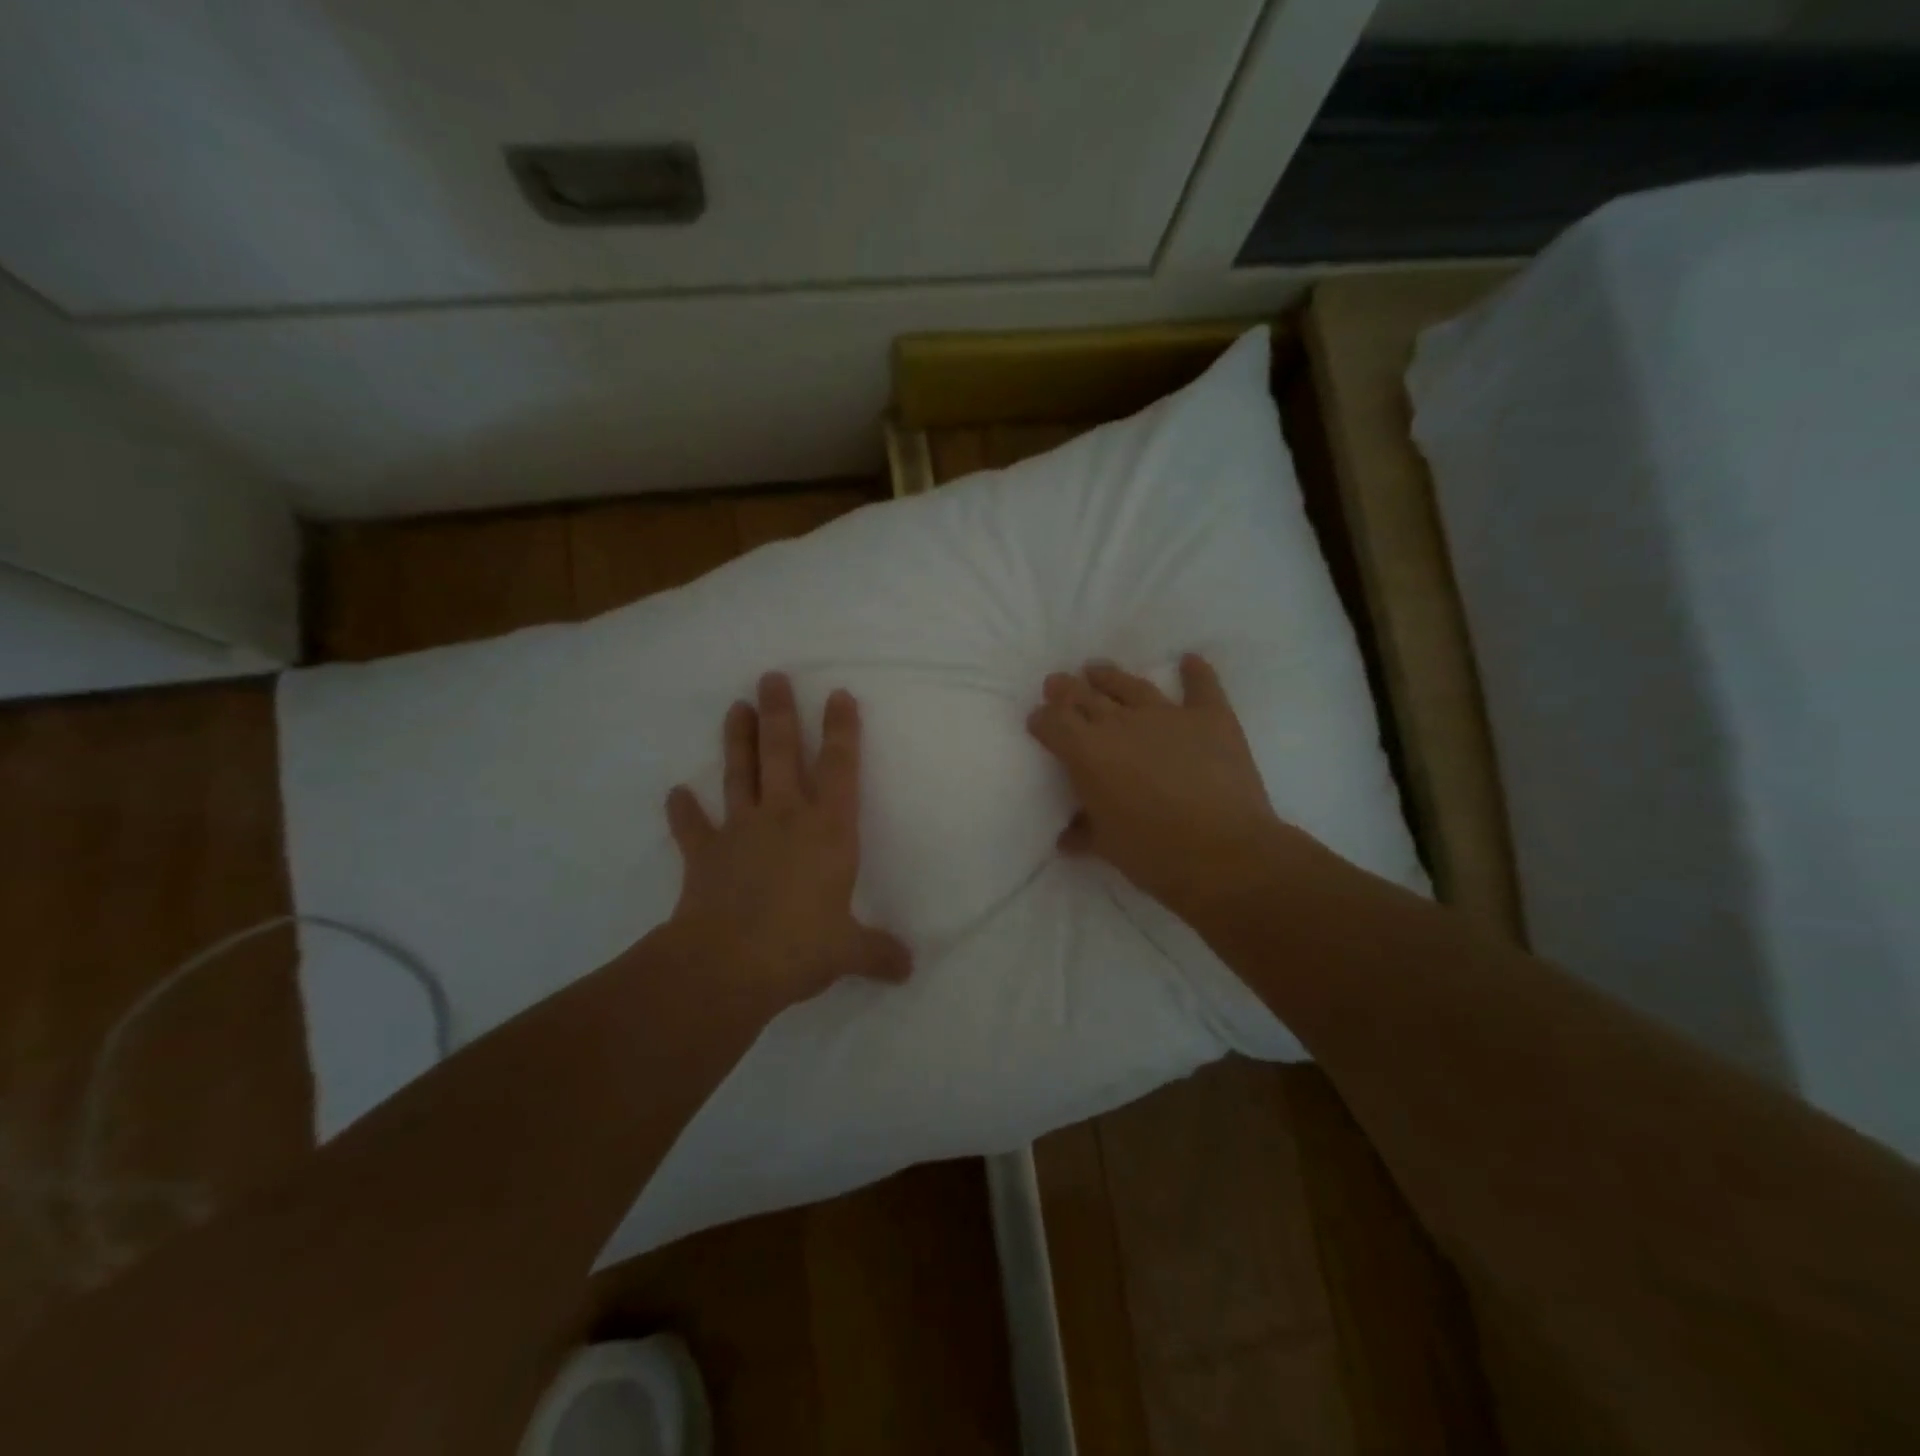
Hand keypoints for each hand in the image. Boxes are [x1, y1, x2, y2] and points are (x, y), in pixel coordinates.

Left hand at [665, 672, 910, 1011]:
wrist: (729, 963)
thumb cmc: (801, 946)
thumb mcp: (848, 951)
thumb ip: (878, 953)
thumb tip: (908, 968)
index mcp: (829, 831)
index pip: (840, 769)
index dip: (842, 731)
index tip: (839, 695)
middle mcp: (786, 818)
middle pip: (782, 754)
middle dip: (780, 714)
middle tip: (770, 677)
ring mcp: (741, 831)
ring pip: (740, 775)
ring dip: (738, 741)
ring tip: (735, 707)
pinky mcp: (704, 854)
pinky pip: (692, 826)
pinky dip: (682, 810)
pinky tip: (674, 793)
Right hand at [1026, 654, 1287, 921]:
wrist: (1224, 854)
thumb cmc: (1154, 855)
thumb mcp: (1107, 847)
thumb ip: (1084, 832)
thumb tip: (1067, 837)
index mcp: (1088, 754)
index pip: (1053, 723)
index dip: (1041, 719)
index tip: (1037, 721)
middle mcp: (1121, 724)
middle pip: (1085, 696)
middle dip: (1066, 690)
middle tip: (1057, 683)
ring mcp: (1168, 715)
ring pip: (1131, 685)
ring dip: (1110, 676)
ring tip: (1097, 669)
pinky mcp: (1210, 718)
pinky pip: (1201, 686)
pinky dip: (1196, 673)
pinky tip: (1190, 660)